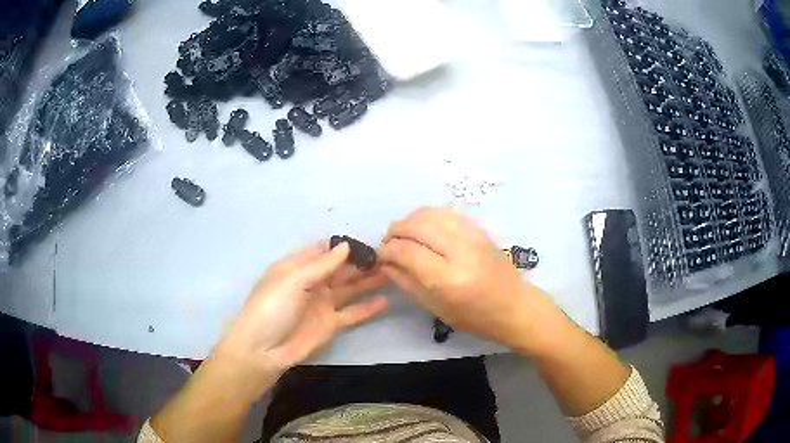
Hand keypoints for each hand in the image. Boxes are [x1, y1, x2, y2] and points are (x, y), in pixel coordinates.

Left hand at [213, 242, 388, 388]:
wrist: (263, 350)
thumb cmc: (272, 308)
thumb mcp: (294, 280)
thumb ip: (322, 265)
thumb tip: (346, 246)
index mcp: (297, 267)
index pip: (323, 250)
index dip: (343, 246)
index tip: (367, 241)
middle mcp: (311, 283)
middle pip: (340, 269)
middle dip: (360, 262)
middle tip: (387, 256)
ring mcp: (322, 304)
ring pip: (350, 289)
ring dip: (368, 281)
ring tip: (392, 272)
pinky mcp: (331, 324)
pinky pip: (352, 313)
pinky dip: (368, 308)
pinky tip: (386, 301)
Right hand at [380, 207, 545, 348]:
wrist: (514, 306)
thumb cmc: (475, 317)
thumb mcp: (435, 308)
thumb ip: (407, 283)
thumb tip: (385, 263)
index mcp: (448, 278)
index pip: (407, 251)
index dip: (387, 250)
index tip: (380, 256)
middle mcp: (461, 250)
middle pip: (417, 226)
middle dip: (395, 231)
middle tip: (388, 243)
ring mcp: (473, 235)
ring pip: (431, 213)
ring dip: (410, 220)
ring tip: (404, 234)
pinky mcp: (480, 228)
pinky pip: (447, 213)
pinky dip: (428, 216)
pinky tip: (424, 229)